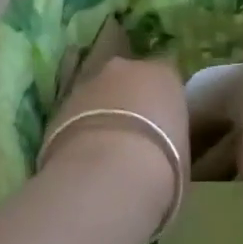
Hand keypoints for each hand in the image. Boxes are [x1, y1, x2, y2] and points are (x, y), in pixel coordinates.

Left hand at [43, 57, 188, 223]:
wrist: (108, 175)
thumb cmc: (163, 165)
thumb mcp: (183, 154)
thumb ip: (172, 139)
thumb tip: (165, 150)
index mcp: (164, 74)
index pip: (166, 78)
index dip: (163, 101)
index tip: (164, 126)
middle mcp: (126, 68)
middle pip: (128, 79)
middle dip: (129, 101)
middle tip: (133, 138)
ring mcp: (88, 84)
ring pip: (97, 95)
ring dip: (100, 115)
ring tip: (104, 154)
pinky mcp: (58, 107)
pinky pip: (74, 116)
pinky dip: (78, 131)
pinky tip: (82, 160)